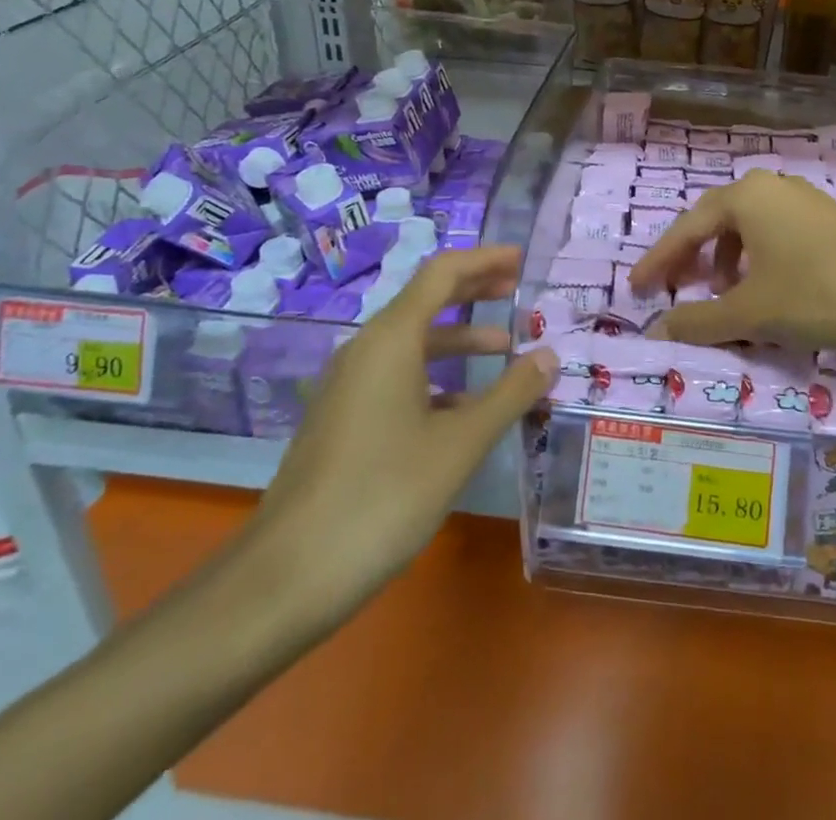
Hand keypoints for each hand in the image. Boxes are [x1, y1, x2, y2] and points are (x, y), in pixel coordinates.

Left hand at [246, 246, 555, 634]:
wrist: (285, 577)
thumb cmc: (382, 497)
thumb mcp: (460, 445)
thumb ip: (510, 394)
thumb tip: (550, 356)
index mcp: (390, 340)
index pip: (442, 274)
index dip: (484, 260)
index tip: (522, 258)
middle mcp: (366, 350)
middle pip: (426, 300)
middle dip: (474, 291)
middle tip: (518, 290)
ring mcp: (349, 386)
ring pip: (412, 343)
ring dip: (459, 339)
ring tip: (505, 350)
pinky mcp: (343, 419)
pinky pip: (397, 376)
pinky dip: (437, 376)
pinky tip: (465, 409)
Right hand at [629, 170, 835, 353]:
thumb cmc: (820, 292)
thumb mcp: (753, 312)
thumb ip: (699, 321)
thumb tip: (654, 331)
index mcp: (745, 196)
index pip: (685, 228)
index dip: (658, 261)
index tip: (637, 290)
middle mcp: (771, 186)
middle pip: (714, 221)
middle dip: (690, 258)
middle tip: (672, 291)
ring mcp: (803, 199)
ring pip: (747, 227)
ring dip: (724, 260)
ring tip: (720, 295)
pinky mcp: (828, 218)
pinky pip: (774, 233)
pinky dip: (756, 259)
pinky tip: (765, 289)